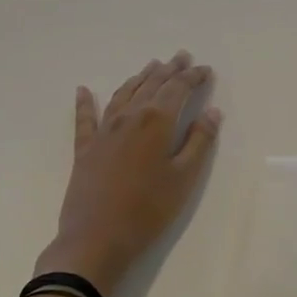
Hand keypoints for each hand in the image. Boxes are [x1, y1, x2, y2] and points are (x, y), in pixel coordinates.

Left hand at [49, 51, 220, 293]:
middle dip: (169, 70)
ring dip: (140, 78)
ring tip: (151, 66)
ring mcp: (103, 131)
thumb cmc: (148, 210)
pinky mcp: (85, 149)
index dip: (193, 77)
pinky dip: (85, 102)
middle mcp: (129, 117)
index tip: (206, 70)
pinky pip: (85, 118)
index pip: (178, 89)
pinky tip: (84, 90)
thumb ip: (199, 142)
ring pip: (124, 94)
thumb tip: (212, 112)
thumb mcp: (184, 178)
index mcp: (156, 121)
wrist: (96, 239)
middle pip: (151, 85)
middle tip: (181, 56)